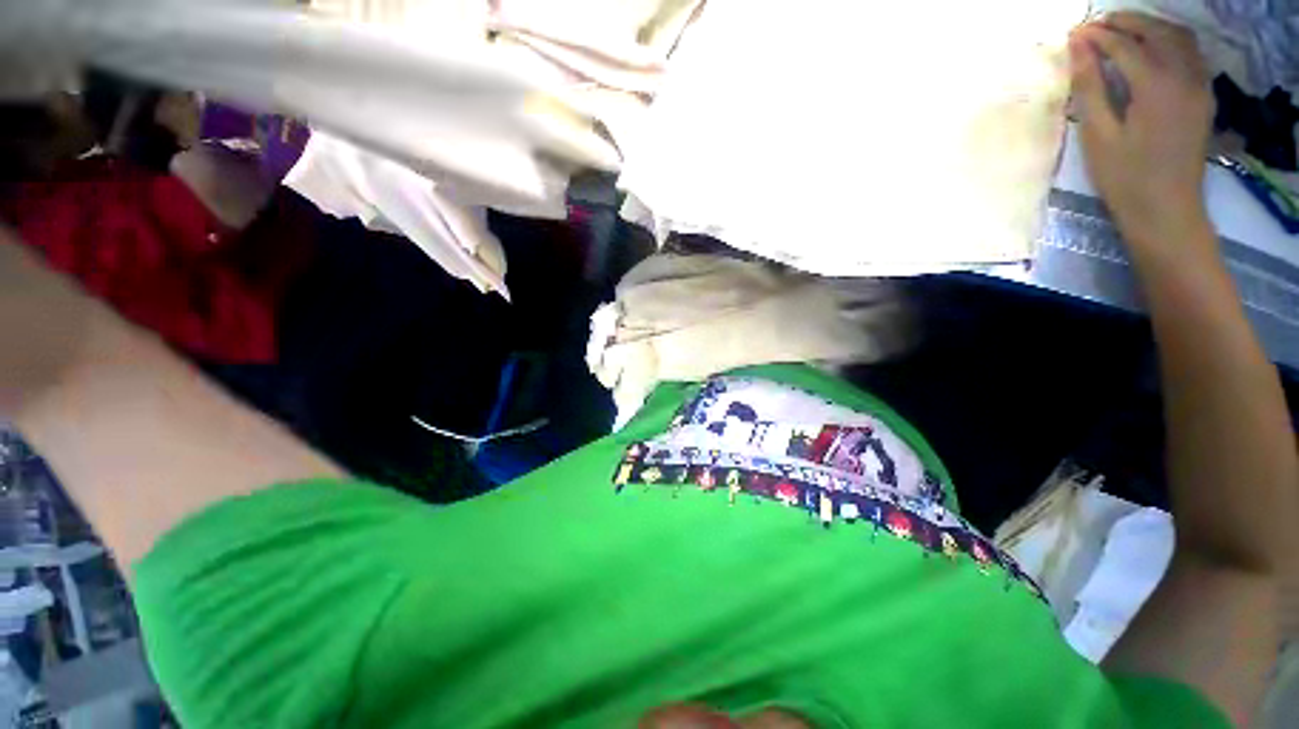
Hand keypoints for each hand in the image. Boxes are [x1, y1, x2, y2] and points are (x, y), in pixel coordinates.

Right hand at [1069, 13, 1214, 254]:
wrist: (1167, 211)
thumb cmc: (1125, 178)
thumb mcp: (1099, 135)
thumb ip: (1090, 87)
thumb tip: (1079, 47)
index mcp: (1154, 86)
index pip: (1124, 45)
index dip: (1098, 36)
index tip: (1075, 33)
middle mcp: (1183, 76)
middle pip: (1157, 32)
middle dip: (1126, 22)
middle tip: (1098, 26)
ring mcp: (1199, 86)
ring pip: (1179, 37)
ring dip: (1151, 27)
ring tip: (1124, 32)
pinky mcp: (1204, 97)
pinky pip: (1191, 54)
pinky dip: (1170, 42)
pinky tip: (1153, 50)